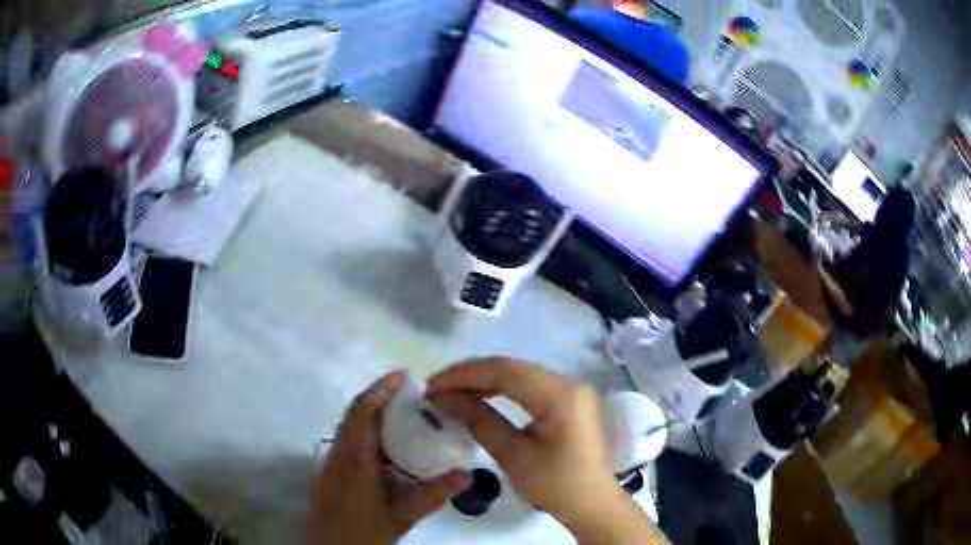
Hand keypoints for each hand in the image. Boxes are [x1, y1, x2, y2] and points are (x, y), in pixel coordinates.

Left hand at [308, 371, 469, 544]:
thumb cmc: (365, 532)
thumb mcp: (403, 515)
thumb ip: (434, 494)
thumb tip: (465, 474)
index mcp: (355, 458)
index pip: (363, 411)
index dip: (381, 388)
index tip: (404, 376)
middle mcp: (338, 452)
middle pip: (355, 412)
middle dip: (379, 396)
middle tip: (410, 393)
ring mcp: (330, 460)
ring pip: (348, 424)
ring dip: (371, 412)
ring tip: (401, 411)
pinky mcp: (328, 469)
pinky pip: (346, 437)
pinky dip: (365, 429)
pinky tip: (385, 443)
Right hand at [428, 358, 665, 542]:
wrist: (592, 504)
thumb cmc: (555, 485)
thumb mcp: (513, 455)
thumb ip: (479, 420)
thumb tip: (444, 398)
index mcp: (560, 395)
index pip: (504, 371)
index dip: (463, 375)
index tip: (431, 387)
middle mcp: (568, 383)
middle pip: (512, 367)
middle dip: (471, 375)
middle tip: (436, 390)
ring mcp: (571, 390)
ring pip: (519, 374)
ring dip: (484, 381)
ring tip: (452, 393)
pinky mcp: (568, 400)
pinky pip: (529, 385)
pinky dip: (501, 389)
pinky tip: (481, 398)